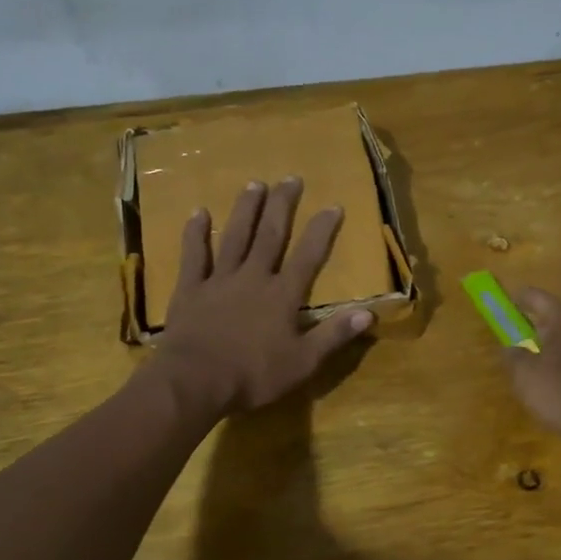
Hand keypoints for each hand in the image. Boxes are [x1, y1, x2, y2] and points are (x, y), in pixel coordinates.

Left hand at [154, 178, 373, 415]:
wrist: (195, 381)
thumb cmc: (253, 375)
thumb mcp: (303, 363)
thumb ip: (334, 335)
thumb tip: (370, 313)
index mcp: (282, 296)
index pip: (308, 256)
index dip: (321, 231)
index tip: (332, 205)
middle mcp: (254, 278)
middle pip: (270, 235)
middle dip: (282, 206)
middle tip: (290, 178)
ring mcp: (219, 281)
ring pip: (235, 237)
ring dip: (245, 210)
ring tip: (254, 184)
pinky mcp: (190, 290)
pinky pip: (194, 255)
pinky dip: (196, 233)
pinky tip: (199, 212)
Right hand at [501, 287, 560, 455]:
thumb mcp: (524, 375)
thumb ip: (513, 355)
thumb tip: (510, 346)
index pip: (535, 297)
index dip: (517, 300)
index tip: (505, 305)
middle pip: (557, 316)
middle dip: (537, 327)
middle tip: (519, 341)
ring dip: (555, 345)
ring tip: (537, 364)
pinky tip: (559, 379)